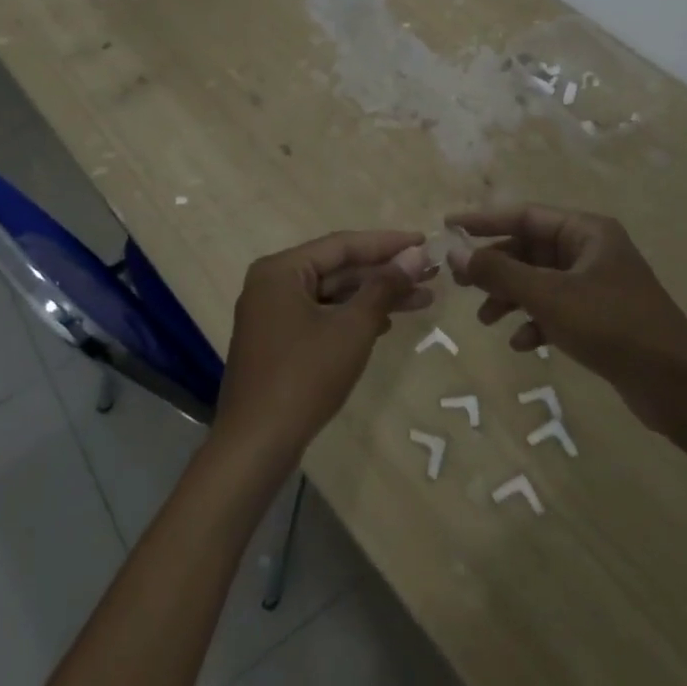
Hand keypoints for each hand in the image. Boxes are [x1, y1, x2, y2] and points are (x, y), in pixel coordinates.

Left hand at [214, 230, 435, 472]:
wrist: (256, 444)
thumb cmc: (305, 376)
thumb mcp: (352, 327)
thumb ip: (384, 286)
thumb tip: (415, 254)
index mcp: (281, 270)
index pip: (342, 245)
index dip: (387, 243)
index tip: (424, 242)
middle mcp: (272, 283)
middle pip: (338, 268)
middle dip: (385, 273)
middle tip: (430, 273)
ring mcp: (272, 313)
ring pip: (333, 294)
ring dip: (375, 296)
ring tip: (423, 298)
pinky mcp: (278, 341)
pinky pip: (322, 315)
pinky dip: (353, 317)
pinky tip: (386, 324)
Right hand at [447, 204, 686, 428]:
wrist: (675, 383)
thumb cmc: (612, 325)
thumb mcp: (549, 296)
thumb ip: (499, 273)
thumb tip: (455, 253)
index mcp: (586, 231)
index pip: (525, 214)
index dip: (484, 221)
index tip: (448, 227)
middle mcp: (591, 251)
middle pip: (530, 249)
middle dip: (495, 267)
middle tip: (460, 282)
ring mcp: (596, 285)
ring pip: (540, 281)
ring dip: (511, 297)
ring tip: (486, 320)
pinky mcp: (600, 317)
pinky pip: (555, 309)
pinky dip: (535, 321)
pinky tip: (523, 344)